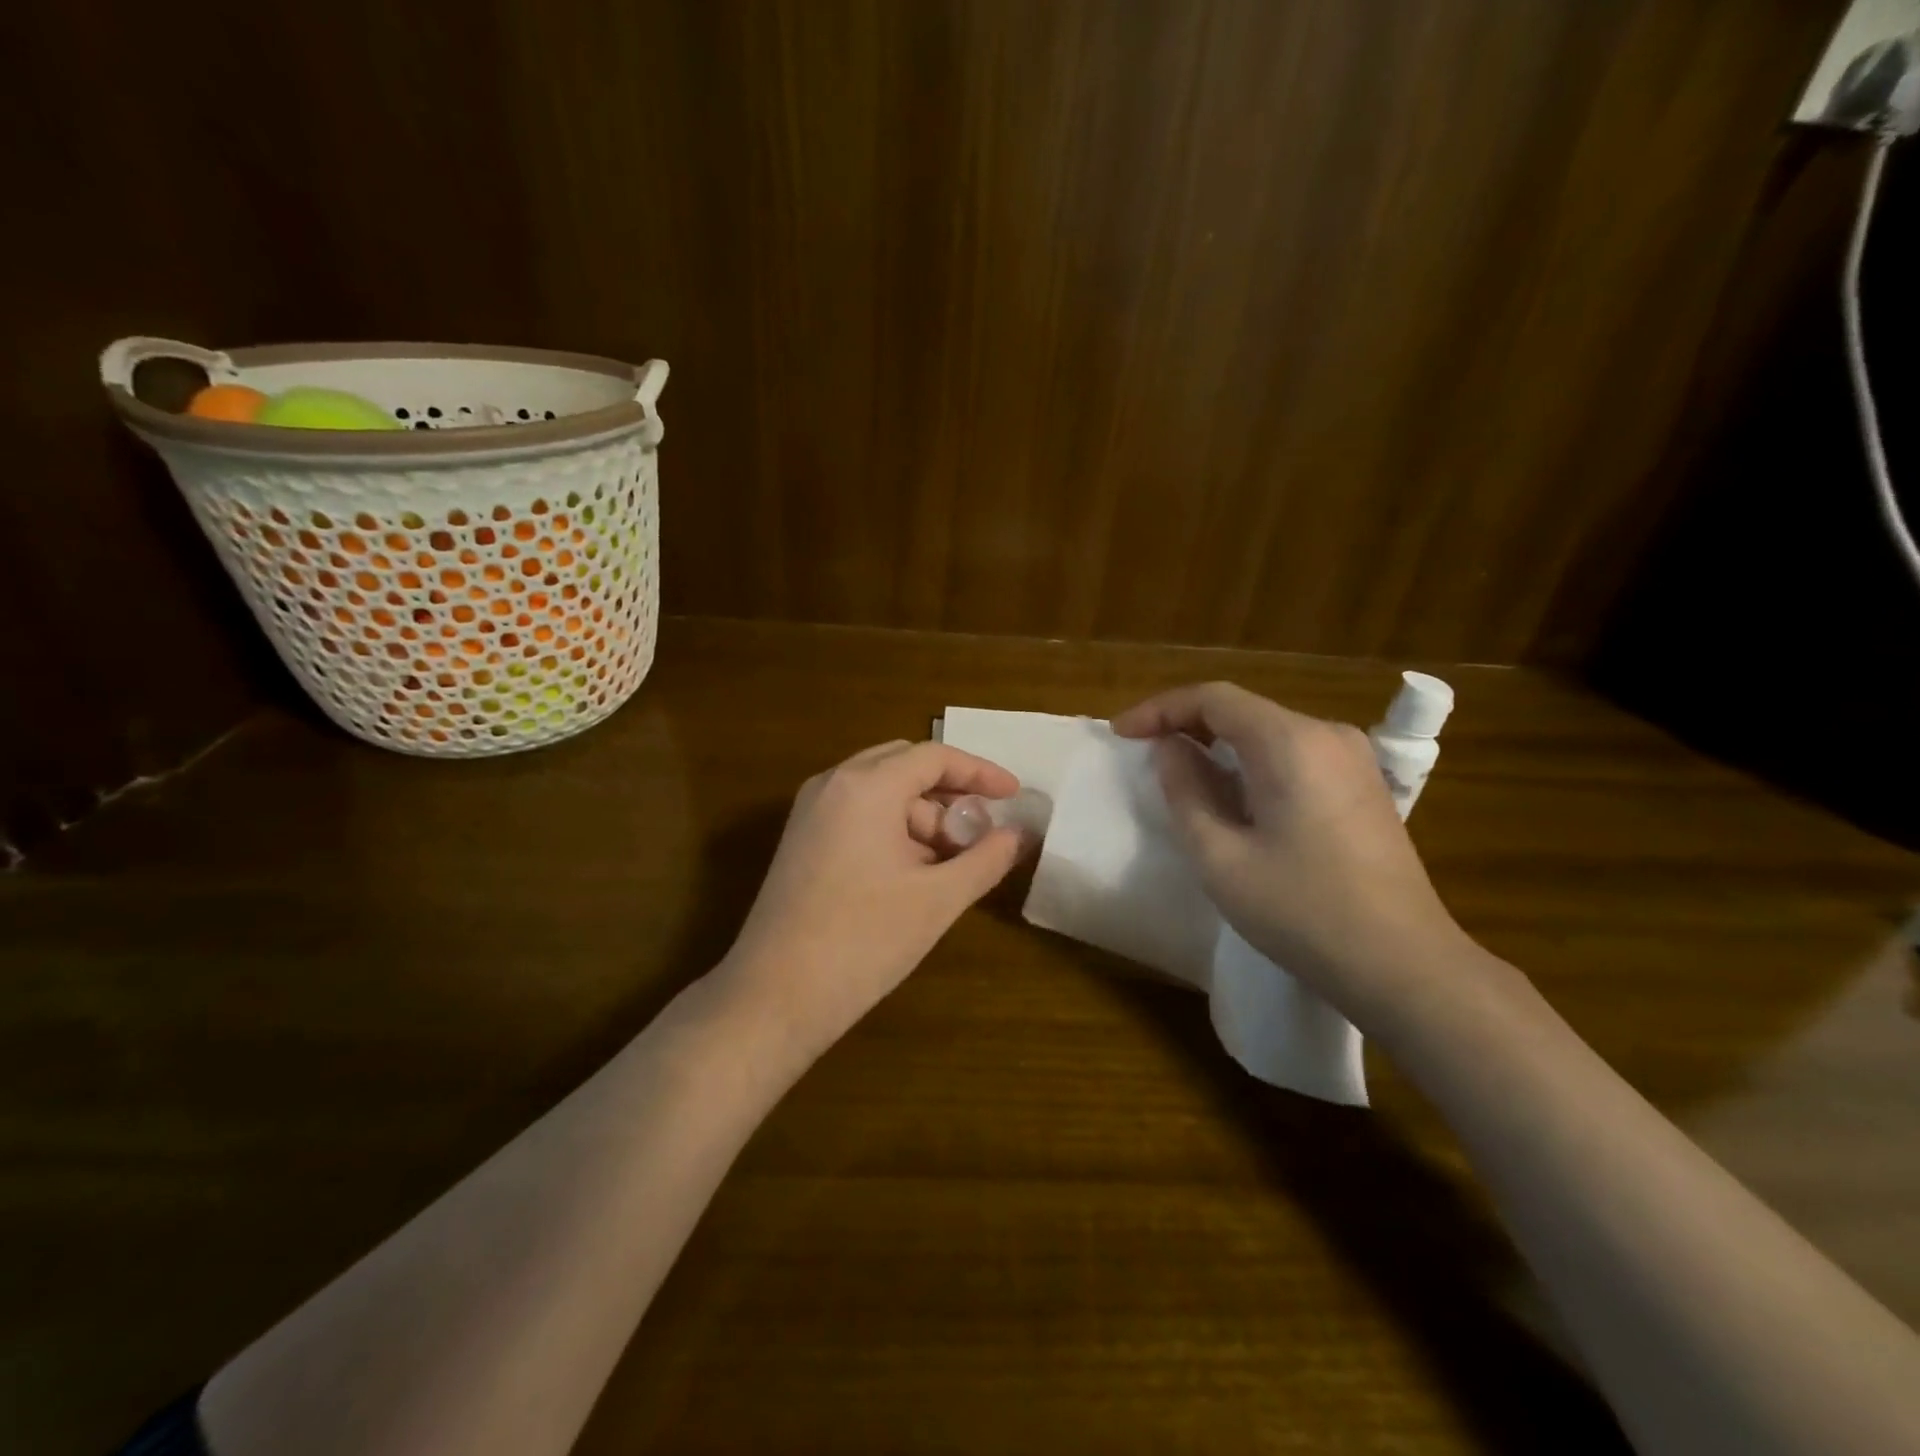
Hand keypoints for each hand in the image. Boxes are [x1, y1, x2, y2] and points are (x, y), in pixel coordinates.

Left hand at [717, 740, 1025, 1061]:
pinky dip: (892, 829)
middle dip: (948, 794)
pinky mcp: (800, 840)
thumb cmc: (864, 940)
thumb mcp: (938, 899)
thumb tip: (1018, 836)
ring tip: (950, 865)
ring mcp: (810, 811)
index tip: (1015, 795)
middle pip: (904, 766)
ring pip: (880, 792)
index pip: (934, 757)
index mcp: (866, 786)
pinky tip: (912, 873)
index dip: (980, 772)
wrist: (774, 997)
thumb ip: (986, 859)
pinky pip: (857, 814)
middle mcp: (833, 784)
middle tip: (979, 831)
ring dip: (921, 816)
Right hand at [1112, 683, 1474, 1019]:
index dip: (1159, 709)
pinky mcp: (1363, 785)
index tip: (1120, 734)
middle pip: (1242, 709)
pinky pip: (1293, 754)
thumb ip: (1185, 791)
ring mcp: (1352, 759)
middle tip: (1143, 752)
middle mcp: (1327, 735)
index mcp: (1290, 742)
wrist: (1404, 965)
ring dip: (1218, 744)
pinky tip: (1233, 795)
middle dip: (1186, 723)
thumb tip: (1170, 750)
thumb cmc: (1302, 911)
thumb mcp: (1220, 857)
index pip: (1213, 698)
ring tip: (1179, 774)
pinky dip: (1251, 762)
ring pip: (1267, 731)